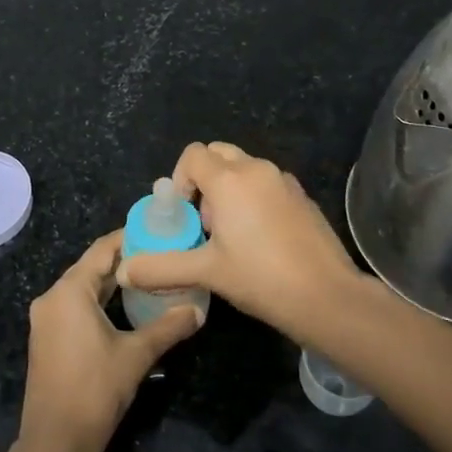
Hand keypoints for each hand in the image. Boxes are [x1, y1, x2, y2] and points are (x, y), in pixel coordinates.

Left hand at [19, 231, 202, 451]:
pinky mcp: (46, 338)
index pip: (102, 249)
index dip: (129, 238)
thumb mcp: (136, 354)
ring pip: (82, 288)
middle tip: (159, 254)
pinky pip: (74, 306)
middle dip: (124, 260)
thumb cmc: (95, 389)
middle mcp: (52, 297)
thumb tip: (198, 310)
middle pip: (91, 267)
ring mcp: (46, 319)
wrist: (56, 442)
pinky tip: (123, 307)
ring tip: (148, 277)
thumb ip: (168, 327)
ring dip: (112, 282)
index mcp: (69, 291)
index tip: (157, 231)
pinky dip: (98, 300)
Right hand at [116, 142, 362, 342]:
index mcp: (230, 180)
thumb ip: (161, 268)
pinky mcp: (302, 197)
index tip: (184, 214)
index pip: (193, 154)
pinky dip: (254, 198)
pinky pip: (267, 184)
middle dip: (204, 180)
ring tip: (230, 235)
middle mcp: (257, 169)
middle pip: (218, 154)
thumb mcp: (206, 273)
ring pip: (244, 168)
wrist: (327, 297)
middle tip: (205, 222)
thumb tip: (124, 271)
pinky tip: (260, 241)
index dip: (180, 179)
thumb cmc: (261, 278)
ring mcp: (284, 181)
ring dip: (229, 189)